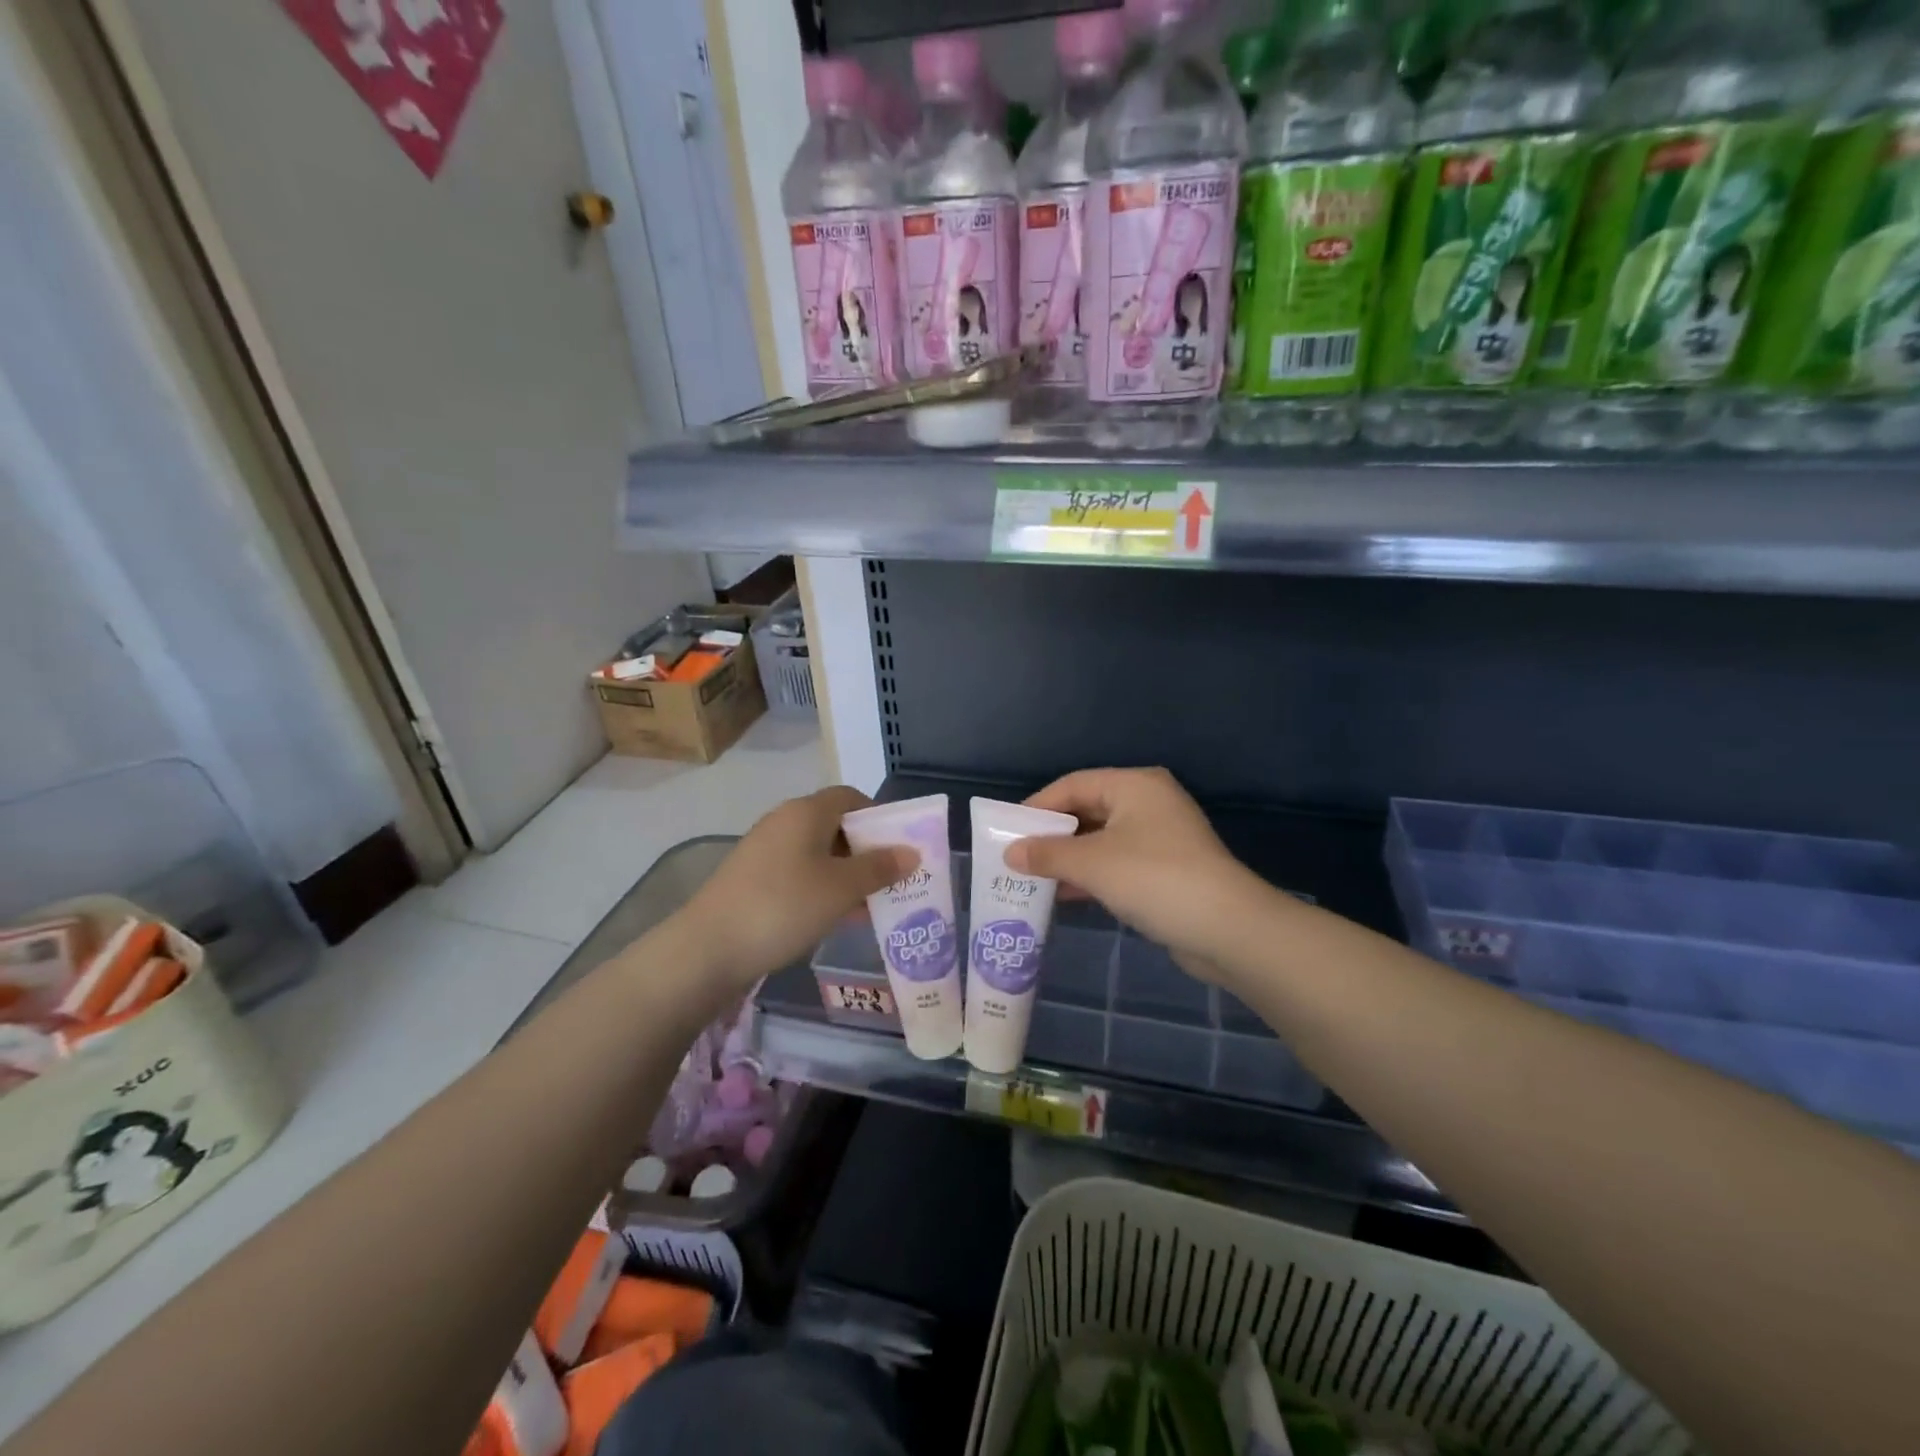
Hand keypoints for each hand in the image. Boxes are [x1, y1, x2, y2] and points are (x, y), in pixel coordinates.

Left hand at [674, 787, 913, 991]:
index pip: (851, 797)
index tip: (900, 847)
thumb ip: (879, 868)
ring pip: (818, 853)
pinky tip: (834, 918)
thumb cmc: (784, 906)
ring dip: (846, 874)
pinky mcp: (753, 878)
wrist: (708, 948)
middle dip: (866, 851)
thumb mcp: (841, 888)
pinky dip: (822, 888)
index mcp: (806, 812)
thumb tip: (911, 852)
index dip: (879, 817)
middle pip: (836, 825)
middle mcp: (784, 822)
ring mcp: (765, 850)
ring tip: (870, 905)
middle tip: (891, 880)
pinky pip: (799, 873)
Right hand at [1004, 768, 1264, 976]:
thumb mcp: (1092, 863)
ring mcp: (1160, 837)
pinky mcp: (1166, 868)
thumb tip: (1010, 853)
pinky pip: (1117, 863)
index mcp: (1134, 785)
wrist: (1227, 929)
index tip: (1006, 830)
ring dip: (1068, 858)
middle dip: (1051, 835)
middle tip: (1016, 855)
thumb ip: (1047, 854)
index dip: (1037, 806)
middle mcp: (1148, 802)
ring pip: (1101, 840)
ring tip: (1032, 878)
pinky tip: (1065, 894)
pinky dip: (1091, 875)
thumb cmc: (1154, 878)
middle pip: (1087, 810)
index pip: (1073, 785)